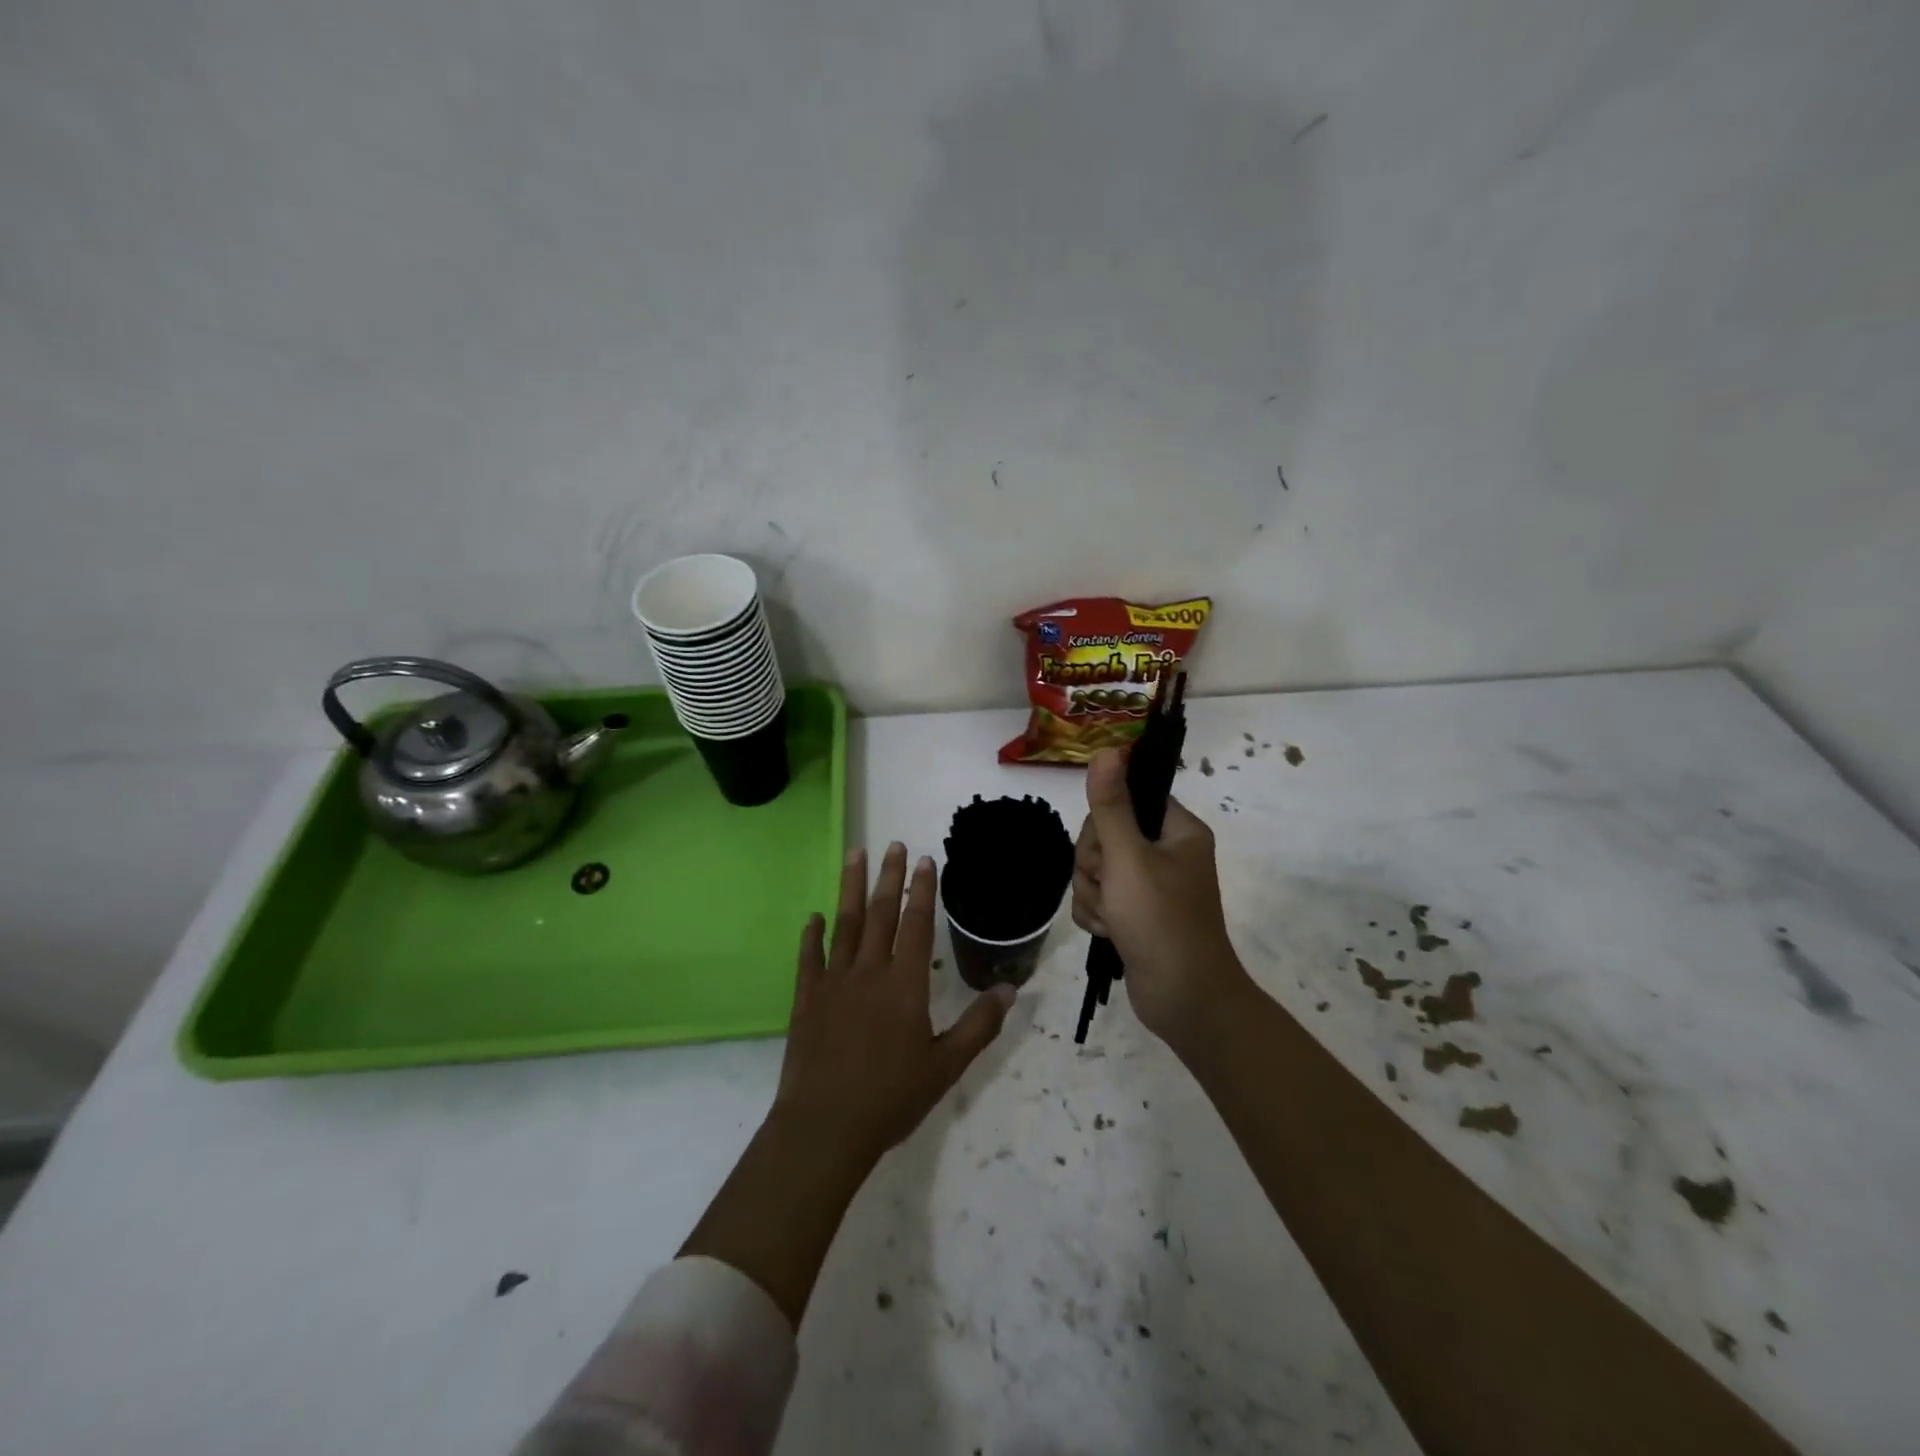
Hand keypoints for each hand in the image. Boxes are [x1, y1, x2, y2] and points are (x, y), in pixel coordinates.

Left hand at [772, 842, 1015, 1170]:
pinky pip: (809, 957)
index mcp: (905, 985)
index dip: (922, 891)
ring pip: (845, 924)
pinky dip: (812, 934)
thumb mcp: (946, 1066)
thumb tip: (1009, 988)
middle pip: (881, 913)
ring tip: (854, 854)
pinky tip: (813, 916)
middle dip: (889, 877)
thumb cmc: (891, 1098)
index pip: (917, 925)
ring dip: (850, 887)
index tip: (925, 861)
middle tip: (893, 844)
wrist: (825, 1127)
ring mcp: (834, 982)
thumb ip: (979, 1025)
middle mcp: (869, 972)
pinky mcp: (806, 998)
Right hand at [1072, 748, 1250, 1048]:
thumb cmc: (1161, 922)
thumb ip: (1111, 805)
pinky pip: (1099, 896)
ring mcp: (1150, 884)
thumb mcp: (1129, 859)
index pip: (1127, 799)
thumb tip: (1107, 749)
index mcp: (1177, 830)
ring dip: (1093, 894)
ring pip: (1096, 868)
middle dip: (1094, 865)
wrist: (1184, 1000)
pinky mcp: (1136, 912)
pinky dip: (1097, 913)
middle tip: (1109, 888)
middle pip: (1104, 835)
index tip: (1106, 848)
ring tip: (1112, 919)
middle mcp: (1166, 852)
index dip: (1105, 822)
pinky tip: (1108, 932)